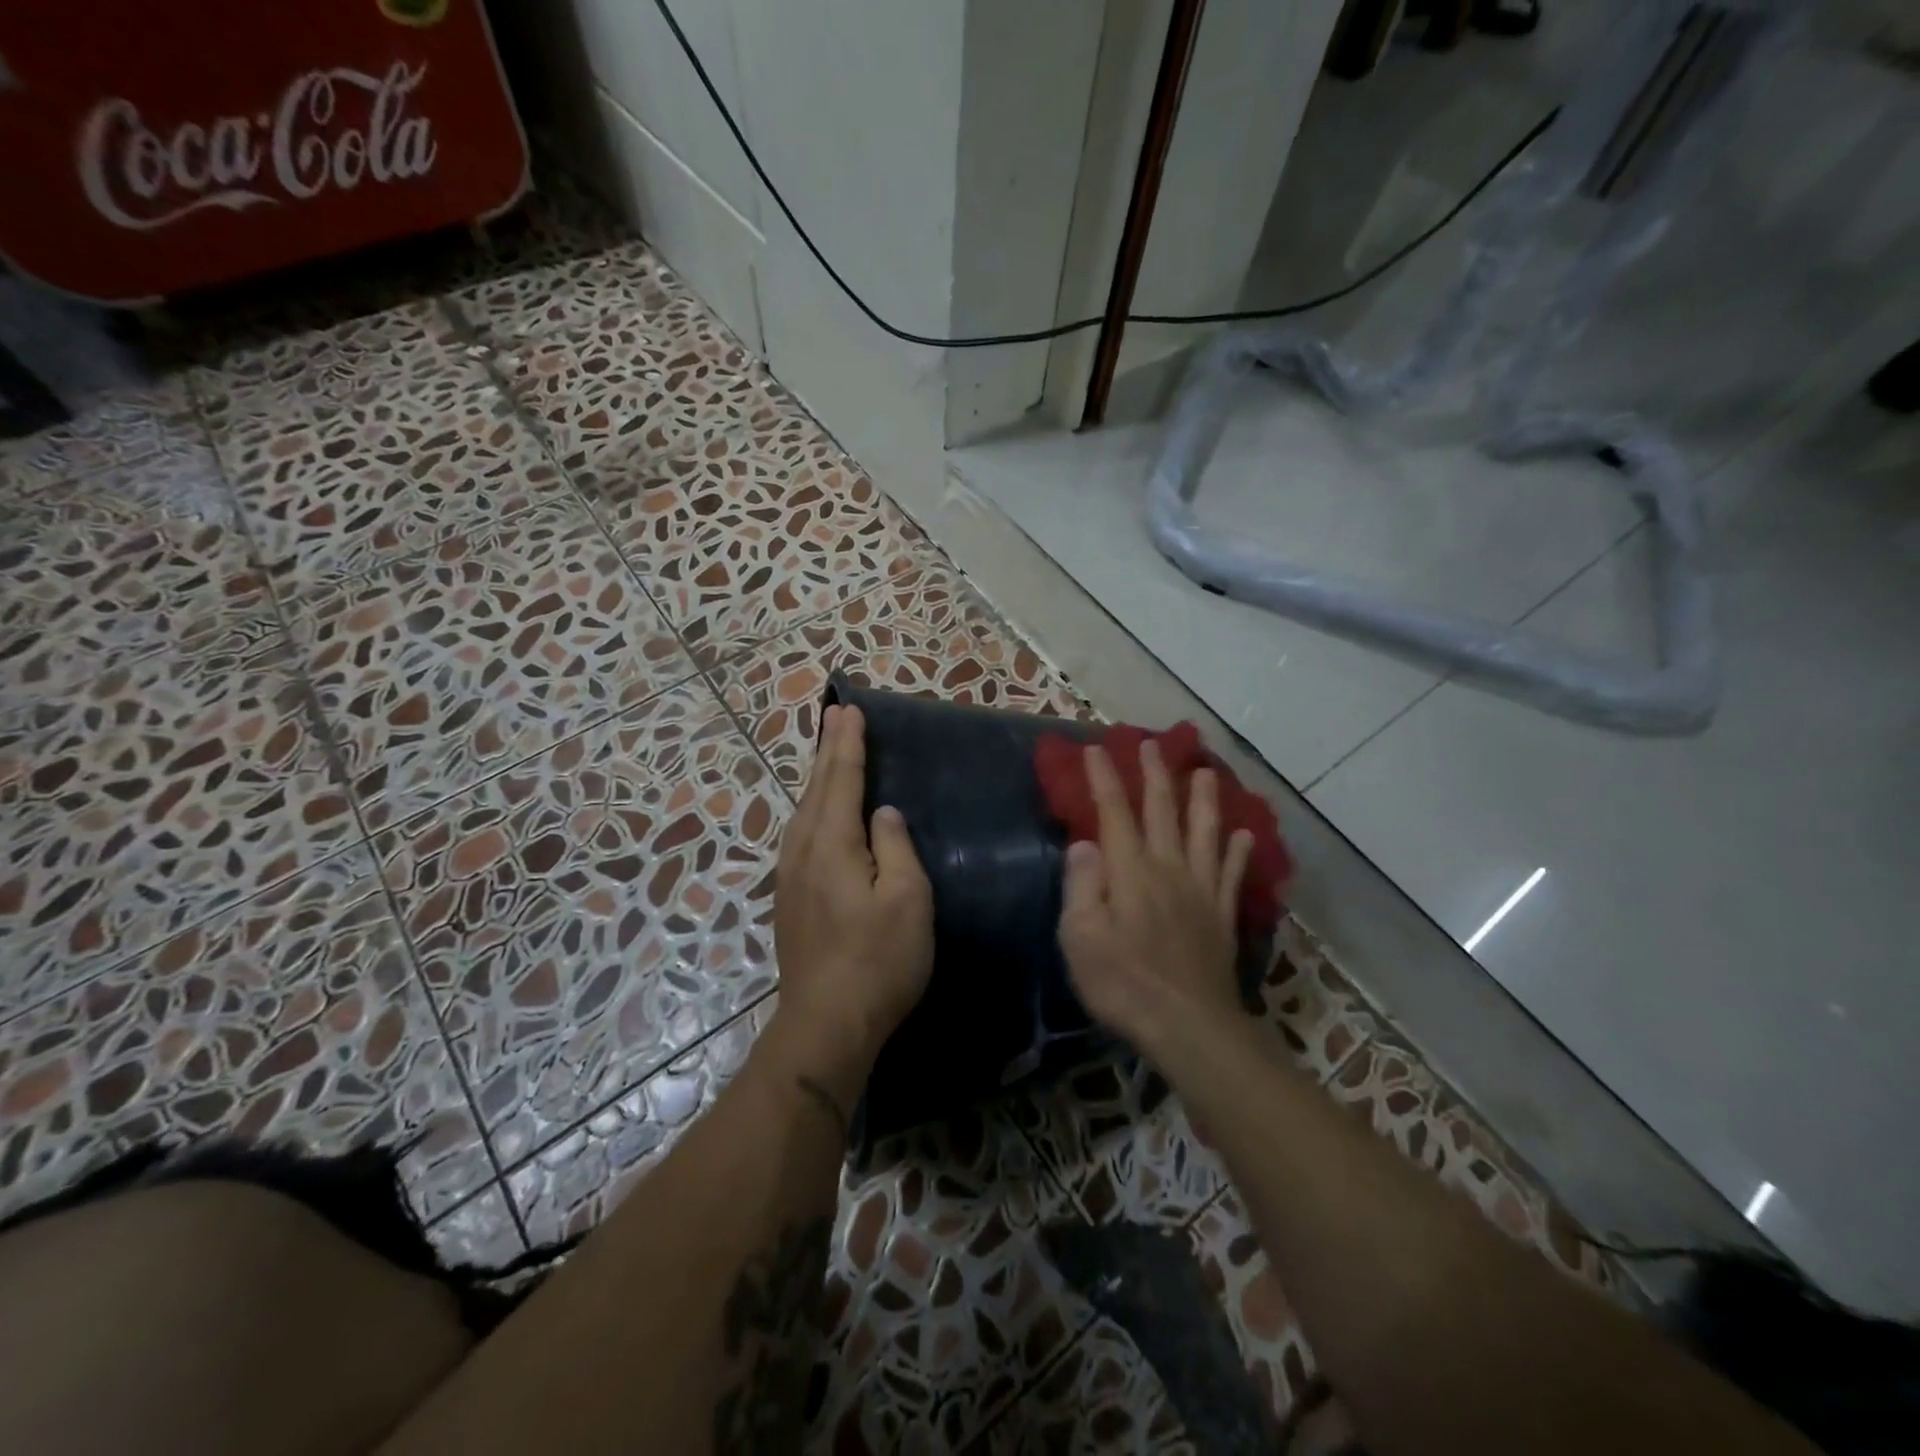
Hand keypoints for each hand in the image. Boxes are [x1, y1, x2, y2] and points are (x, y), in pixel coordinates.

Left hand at [771, 703, 934, 1089]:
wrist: (826, 1022)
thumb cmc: (878, 960)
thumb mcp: (906, 899)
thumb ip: (895, 847)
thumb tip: (883, 813)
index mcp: (832, 843)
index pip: (842, 779)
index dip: (848, 744)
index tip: (850, 710)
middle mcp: (803, 850)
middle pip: (816, 788)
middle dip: (828, 750)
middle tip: (835, 716)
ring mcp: (791, 876)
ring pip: (804, 811)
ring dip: (818, 778)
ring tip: (828, 754)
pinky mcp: (790, 898)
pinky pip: (801, 833)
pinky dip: (813, 808)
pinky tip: (818, 815)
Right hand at [1057, 740, 1253, 1063]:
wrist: (1189, 1027)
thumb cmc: (1124, 983)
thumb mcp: (1081, 938)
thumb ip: (1082, 886)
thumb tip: (1085, 843)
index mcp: (1130, 872)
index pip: (1114, 813)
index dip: (1105, 779)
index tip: (1097, 748)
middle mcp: (1169, 869)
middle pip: (1162, 812)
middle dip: (1156, 775)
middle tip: (1155, 744)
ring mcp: (1201, 891)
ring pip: (1204, 834)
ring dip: (1204, 801)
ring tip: (1206, 773)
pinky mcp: (1223, 916)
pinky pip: (1232, 875)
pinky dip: (1239, 853)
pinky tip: (1244, 836)